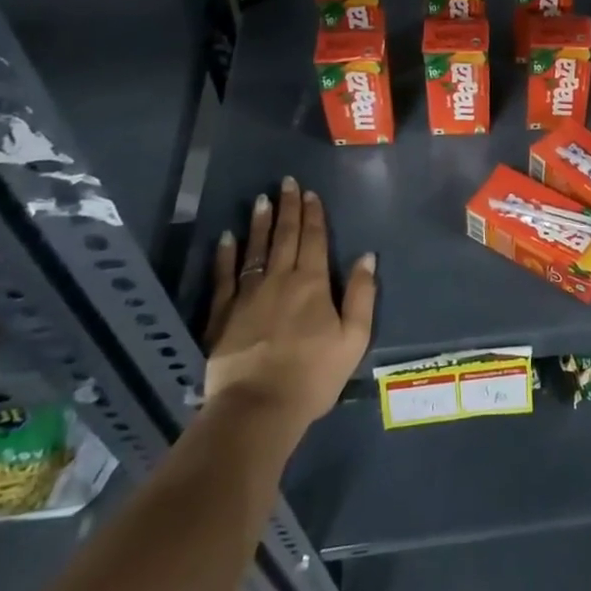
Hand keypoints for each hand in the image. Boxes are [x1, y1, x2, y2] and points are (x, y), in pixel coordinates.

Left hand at [203, 179, 376, 428]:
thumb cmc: (313, 375)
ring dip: (260, 223)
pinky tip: (226, 237)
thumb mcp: (354, 338)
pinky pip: (225, 277)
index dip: (314, 215)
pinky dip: (225, 255)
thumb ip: (362, 295)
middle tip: (287, 182)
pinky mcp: (223, 315)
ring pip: (255, 249)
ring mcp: (248, 295)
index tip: (311, 193)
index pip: (314, 239)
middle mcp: (280, 279)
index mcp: (313, 283)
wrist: (258, 408)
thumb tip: (367, 256)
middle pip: (285, 237)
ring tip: (262, 199)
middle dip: (289, 208)